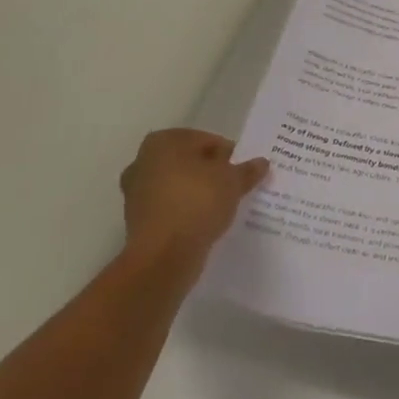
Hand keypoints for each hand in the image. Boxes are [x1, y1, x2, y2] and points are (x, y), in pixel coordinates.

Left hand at [119, 128, 267, 264]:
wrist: (162, 257)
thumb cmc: (197, 203)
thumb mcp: (232, 182)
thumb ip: (247, 170)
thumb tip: (262, 163)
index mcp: (164, 142)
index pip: (206, 140)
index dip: (228, 155)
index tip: (242, 171)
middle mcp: (143, 161)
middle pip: (189, 162)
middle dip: (210, 173)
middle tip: (233, 187)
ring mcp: (136, 192)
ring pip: (178, 186)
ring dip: (197, 194)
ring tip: (222, 207)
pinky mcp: (136, 221)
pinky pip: (169, 209)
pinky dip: (185, 212)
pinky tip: (204, 223)